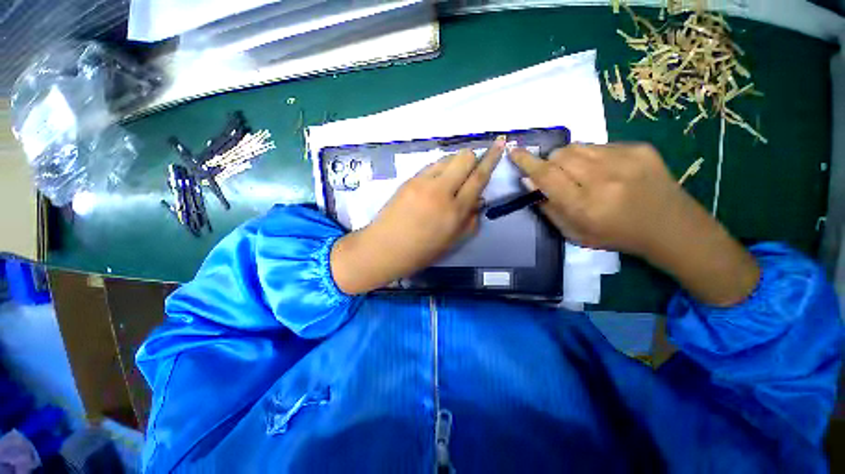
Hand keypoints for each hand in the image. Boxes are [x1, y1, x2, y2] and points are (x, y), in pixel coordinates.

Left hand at [331, 137, 505, 294]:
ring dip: (454, 164)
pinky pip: (431, 166)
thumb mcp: (453, 241)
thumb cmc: (421, 251)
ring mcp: (423, 182)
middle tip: (469, 172)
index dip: (492, 158)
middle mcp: (442, 191)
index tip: (501, 142)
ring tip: (450, 180)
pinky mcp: (409, 180)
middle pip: (464, 157)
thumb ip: (471, 220)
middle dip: (472, 159)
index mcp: (456, 211)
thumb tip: (479, 199)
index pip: (479, 178)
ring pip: (447, 158)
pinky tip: (434, 184)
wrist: (385, 247)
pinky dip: (439, 170)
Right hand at [509, 143, 682, 255]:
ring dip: (569, 158)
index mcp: (585, 205)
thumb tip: (529, 181)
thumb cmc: (615, 235)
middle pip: (560, 155)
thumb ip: (548, 207)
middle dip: (550, 163)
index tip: (513, 151)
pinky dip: (592, 156)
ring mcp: (625, 159)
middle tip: (557, 176)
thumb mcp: (573, 233)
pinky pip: (599, 145)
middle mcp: (603, 179)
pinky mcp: (639, 148)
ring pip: (577, 146)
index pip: (546, 176)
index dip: (526, 162)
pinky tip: (605, 170)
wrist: (670, 226)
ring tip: (581, 173)